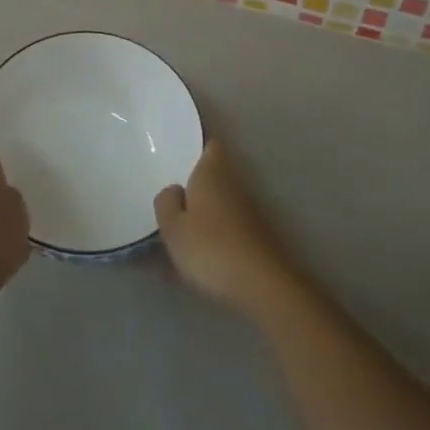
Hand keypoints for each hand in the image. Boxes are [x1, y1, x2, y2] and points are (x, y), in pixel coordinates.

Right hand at [154, 141, 302, 320]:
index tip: (181, 154)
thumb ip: (166, 203)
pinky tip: (203, 254)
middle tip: (173, 195)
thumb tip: (174, 190)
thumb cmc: (211, 248)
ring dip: (207, 211)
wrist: (263, 285)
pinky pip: (230, 225)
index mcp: (212, 172)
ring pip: (223, 201)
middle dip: (198, 182)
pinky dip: (218, 232)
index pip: (210, 145)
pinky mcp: (258, 236)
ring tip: (183, 229)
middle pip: (216, 173)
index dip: (198, 146)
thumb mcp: (173, 228)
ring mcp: (250, 210)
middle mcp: (234, 183)